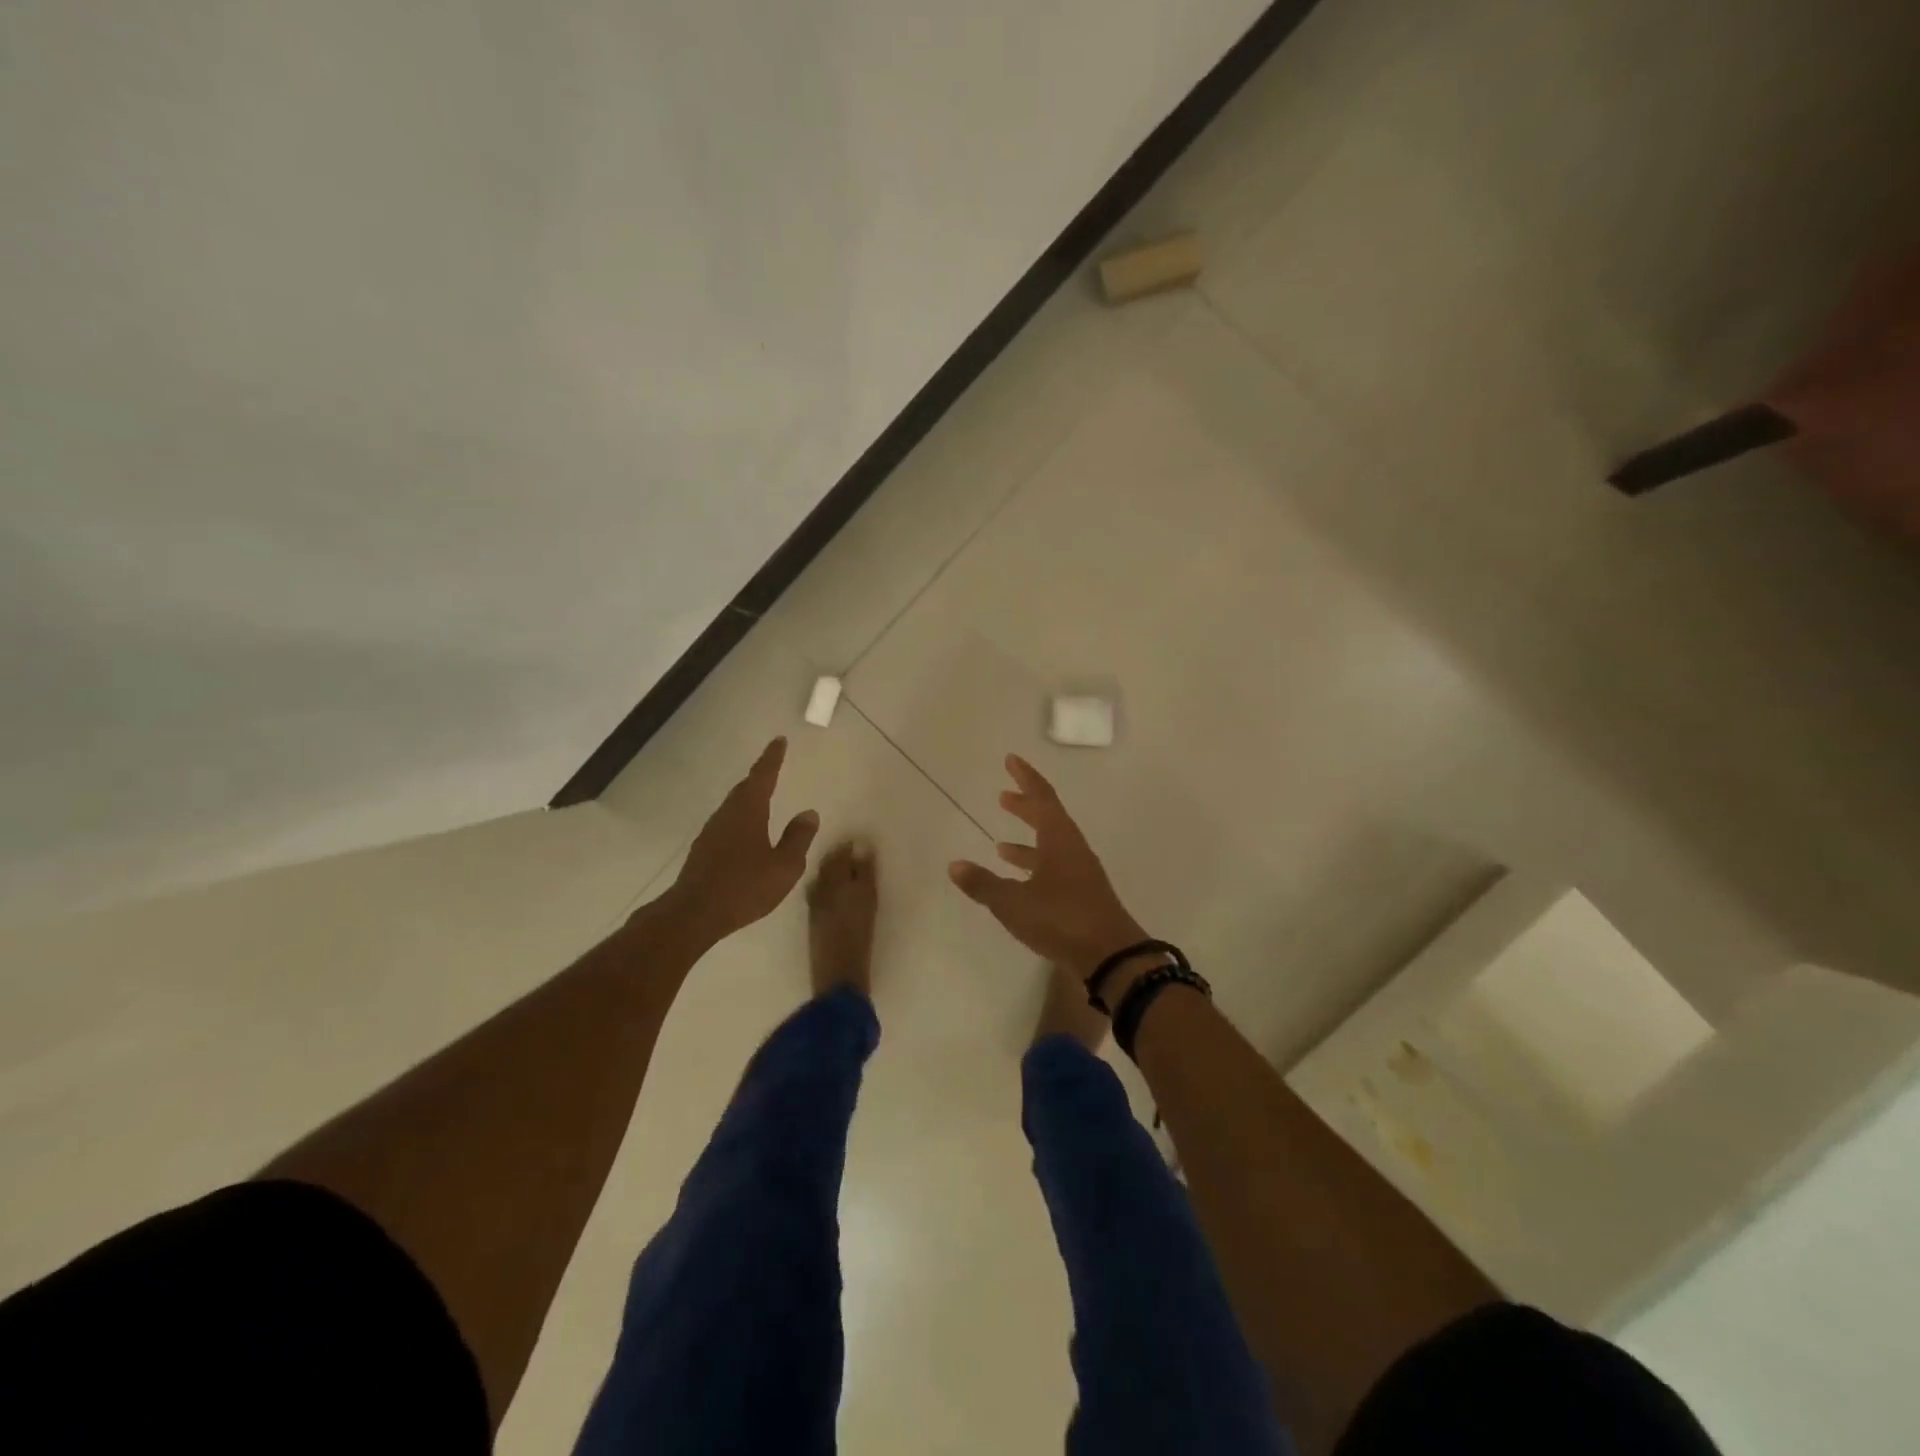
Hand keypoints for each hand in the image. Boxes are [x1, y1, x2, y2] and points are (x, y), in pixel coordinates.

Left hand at [661, 738, 819, 945]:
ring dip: (749, 798)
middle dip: (760, 776)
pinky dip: (740, 819)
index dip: (772, 758)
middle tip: (773, 766)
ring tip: (763, 798)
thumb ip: (798, 838)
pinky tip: (747, 833)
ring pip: (734, 806)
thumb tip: (808, 813)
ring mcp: (711, 832)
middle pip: (745, 788)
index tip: (779, 741)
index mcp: (749, 810)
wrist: (694, 913)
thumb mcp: (784, 866)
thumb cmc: (745, 887)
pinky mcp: (703, 850)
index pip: (763, 776)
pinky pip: (727, 824)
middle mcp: (727, 814)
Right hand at [949, 755, 1149, 979]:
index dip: (1026, 777)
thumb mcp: (1014, 902)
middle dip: (1026, 806)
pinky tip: (1020, 882)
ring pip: (1051, 846)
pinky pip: (1055, 869)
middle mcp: (1072, 850)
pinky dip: (1035, 868)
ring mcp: (1080, 874)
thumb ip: (984, 884)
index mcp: (1059, 840)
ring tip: (1001, 845)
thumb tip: (955, 865)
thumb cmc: (1062, 919)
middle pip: (1049, 818)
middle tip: (1003, 797)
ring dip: (1028, 841)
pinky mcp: (1082, 896)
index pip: (1042, 798)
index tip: (1011, 760)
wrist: (1111, 956)